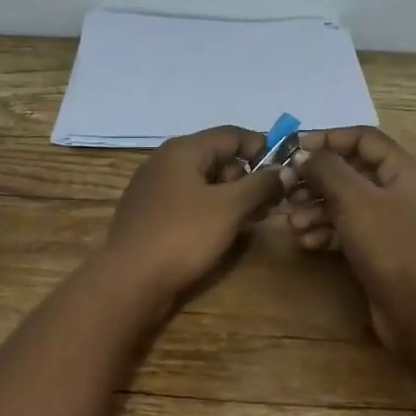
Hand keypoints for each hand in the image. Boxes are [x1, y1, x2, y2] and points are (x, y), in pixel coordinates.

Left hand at [102, 126, 285, 307]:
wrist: (130, 281)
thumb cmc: (182, 236)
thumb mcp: (229, 208)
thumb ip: (260, 184)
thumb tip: (283, 170)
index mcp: (183, 150)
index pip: (232, 134)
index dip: (262, 148)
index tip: (286, 172)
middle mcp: (165, 161)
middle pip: (217, 157)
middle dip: (247, 177)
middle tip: (270, 204)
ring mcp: (153, 189)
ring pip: (203, 182)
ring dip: (231, 197)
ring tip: (252, 220)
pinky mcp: (149, 215)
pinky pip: (188, 202)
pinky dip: (210, 210)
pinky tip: (222, 232)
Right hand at [282, 127, 415, 347]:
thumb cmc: (390, 244)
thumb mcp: (354, 198)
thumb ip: (326, 169)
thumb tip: (304, 154)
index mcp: (403, 170)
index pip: (363, 138)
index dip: (327, 138)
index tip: (293, 149)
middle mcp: (400, 191)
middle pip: (350, 172)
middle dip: (315, 180)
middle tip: (287, 190)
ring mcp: (391, 223)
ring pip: (346, 203)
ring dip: (316, 209)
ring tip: (293, 224)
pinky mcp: (381, 250)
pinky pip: (348, 230)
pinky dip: (326, 231)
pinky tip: (307, 242)